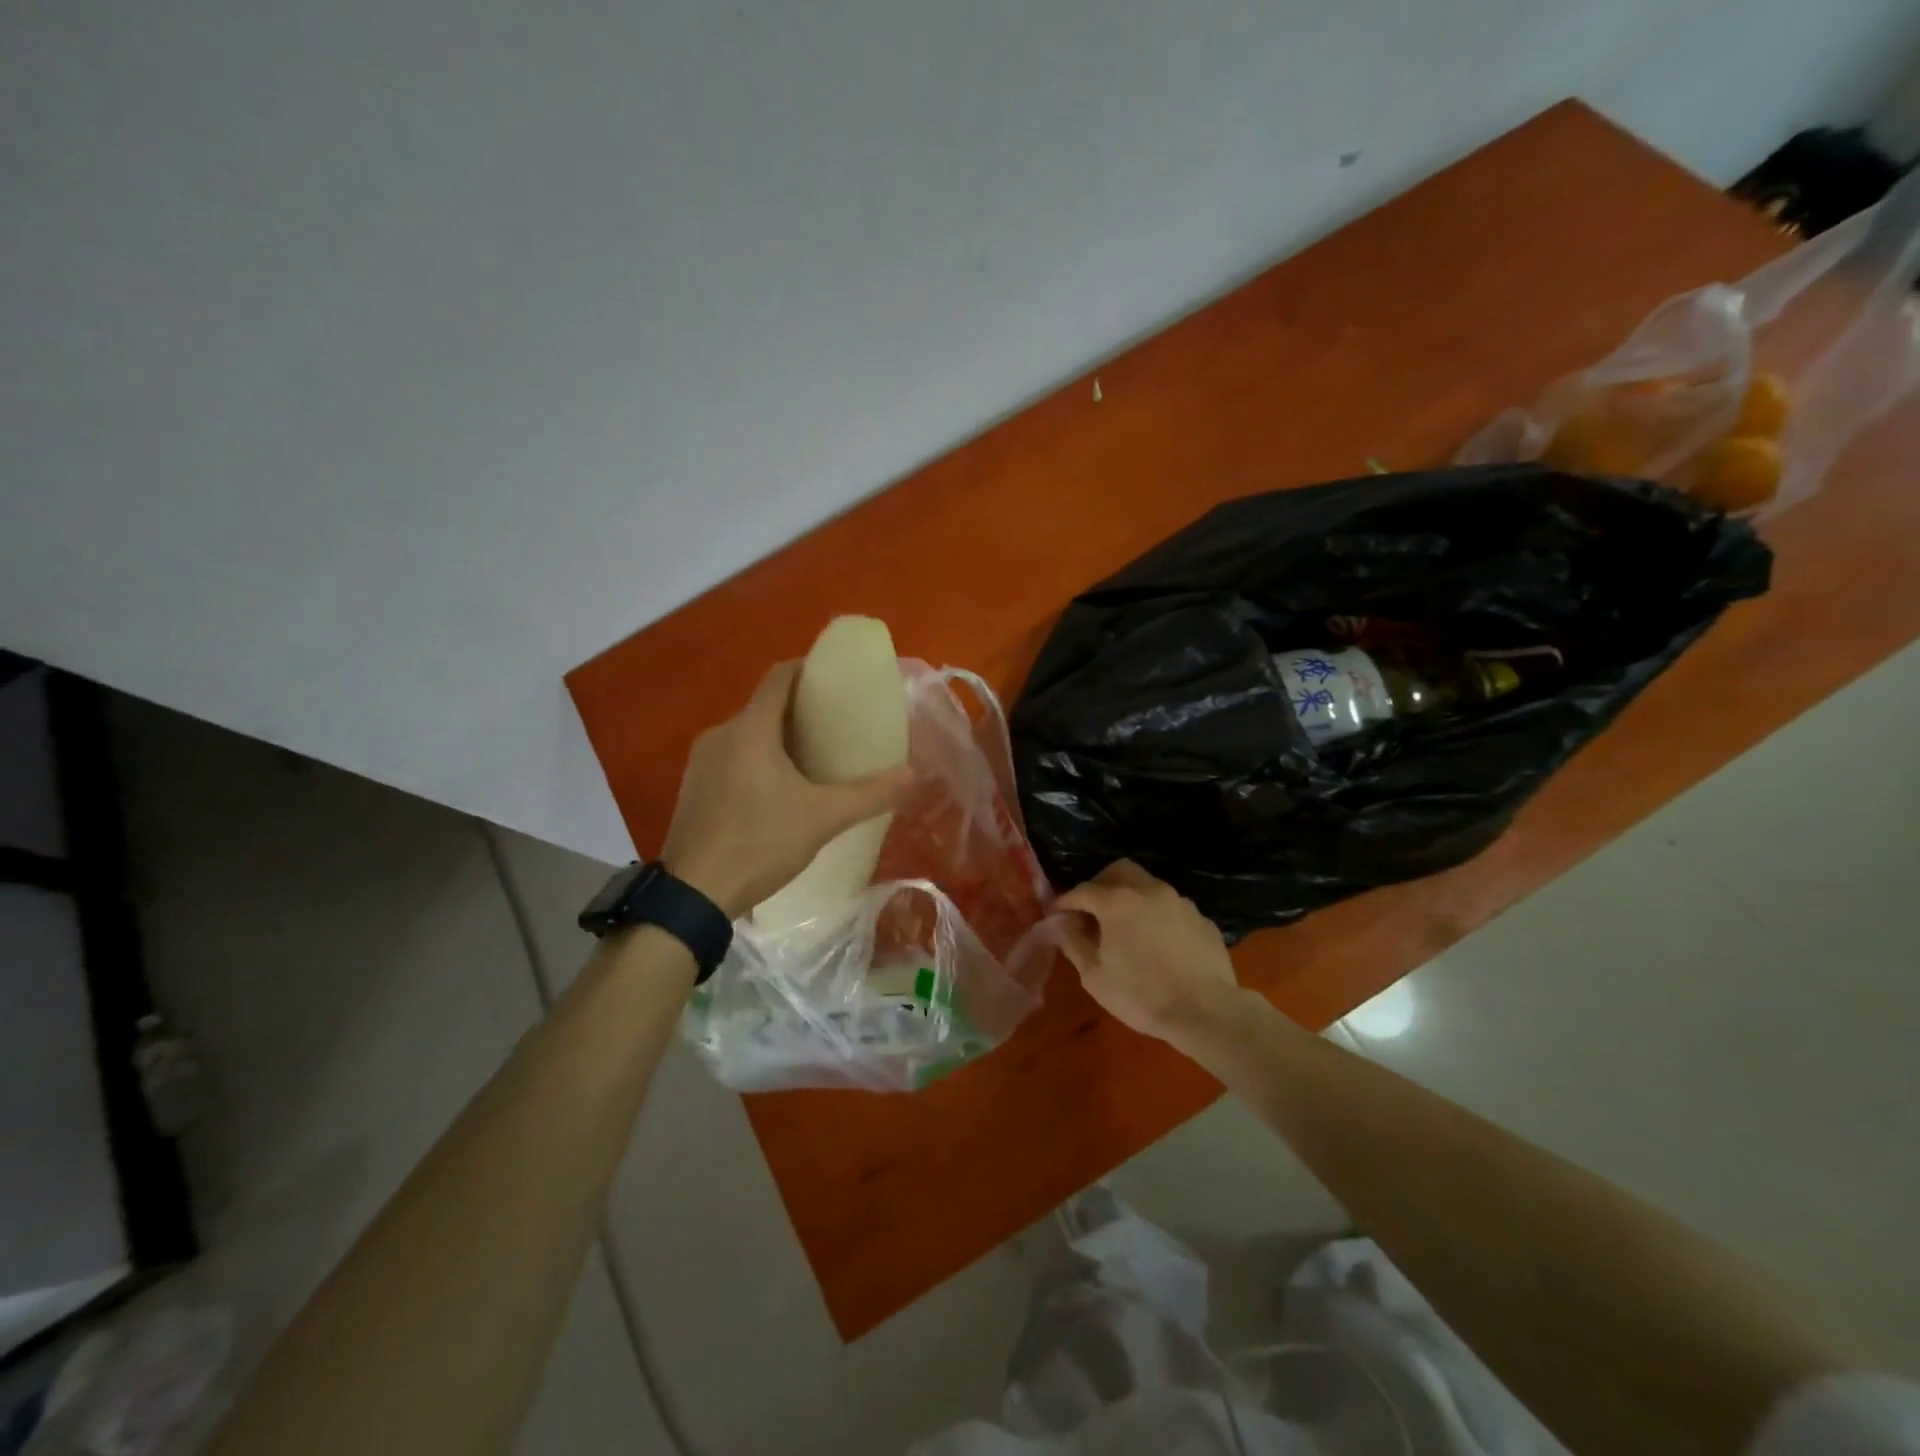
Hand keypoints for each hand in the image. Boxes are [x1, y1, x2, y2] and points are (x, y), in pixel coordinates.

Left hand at [660, 661, 911, 919]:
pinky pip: (732, 758)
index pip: (779, 677)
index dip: (808, 669)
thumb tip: (913, 775)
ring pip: (747, 734)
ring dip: (778, 738)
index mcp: (750, 729)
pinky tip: (778, 789)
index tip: (836, 679)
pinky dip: (757, 760)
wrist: (693, 895)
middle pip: (764, 706)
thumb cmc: (760, 843)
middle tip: (836, 725)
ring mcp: (701, 762)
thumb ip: (870, 795)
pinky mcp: (693, 788)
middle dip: (800, 709)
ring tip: (814, 757)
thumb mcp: (823, 818)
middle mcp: (720, 735)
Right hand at [1058, 861, 1242, 1044]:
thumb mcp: (1095, 976)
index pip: (1083, 890)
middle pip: (1119, 871)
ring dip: (1131, 899)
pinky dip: (1157, 916)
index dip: (1065, 901)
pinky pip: (1171, 908)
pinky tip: (1157, 943)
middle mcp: (1149, 890)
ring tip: (1126, 928)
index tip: (1056, 913)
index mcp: (1118, 901)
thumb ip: (1073, 943)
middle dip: (1100, 885)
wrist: (1206, 1012)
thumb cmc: (1141, 995)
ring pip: (1148, 886)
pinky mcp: (1201, 919)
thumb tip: (1061, 925)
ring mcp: (1180, 902)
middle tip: (1092, 911)